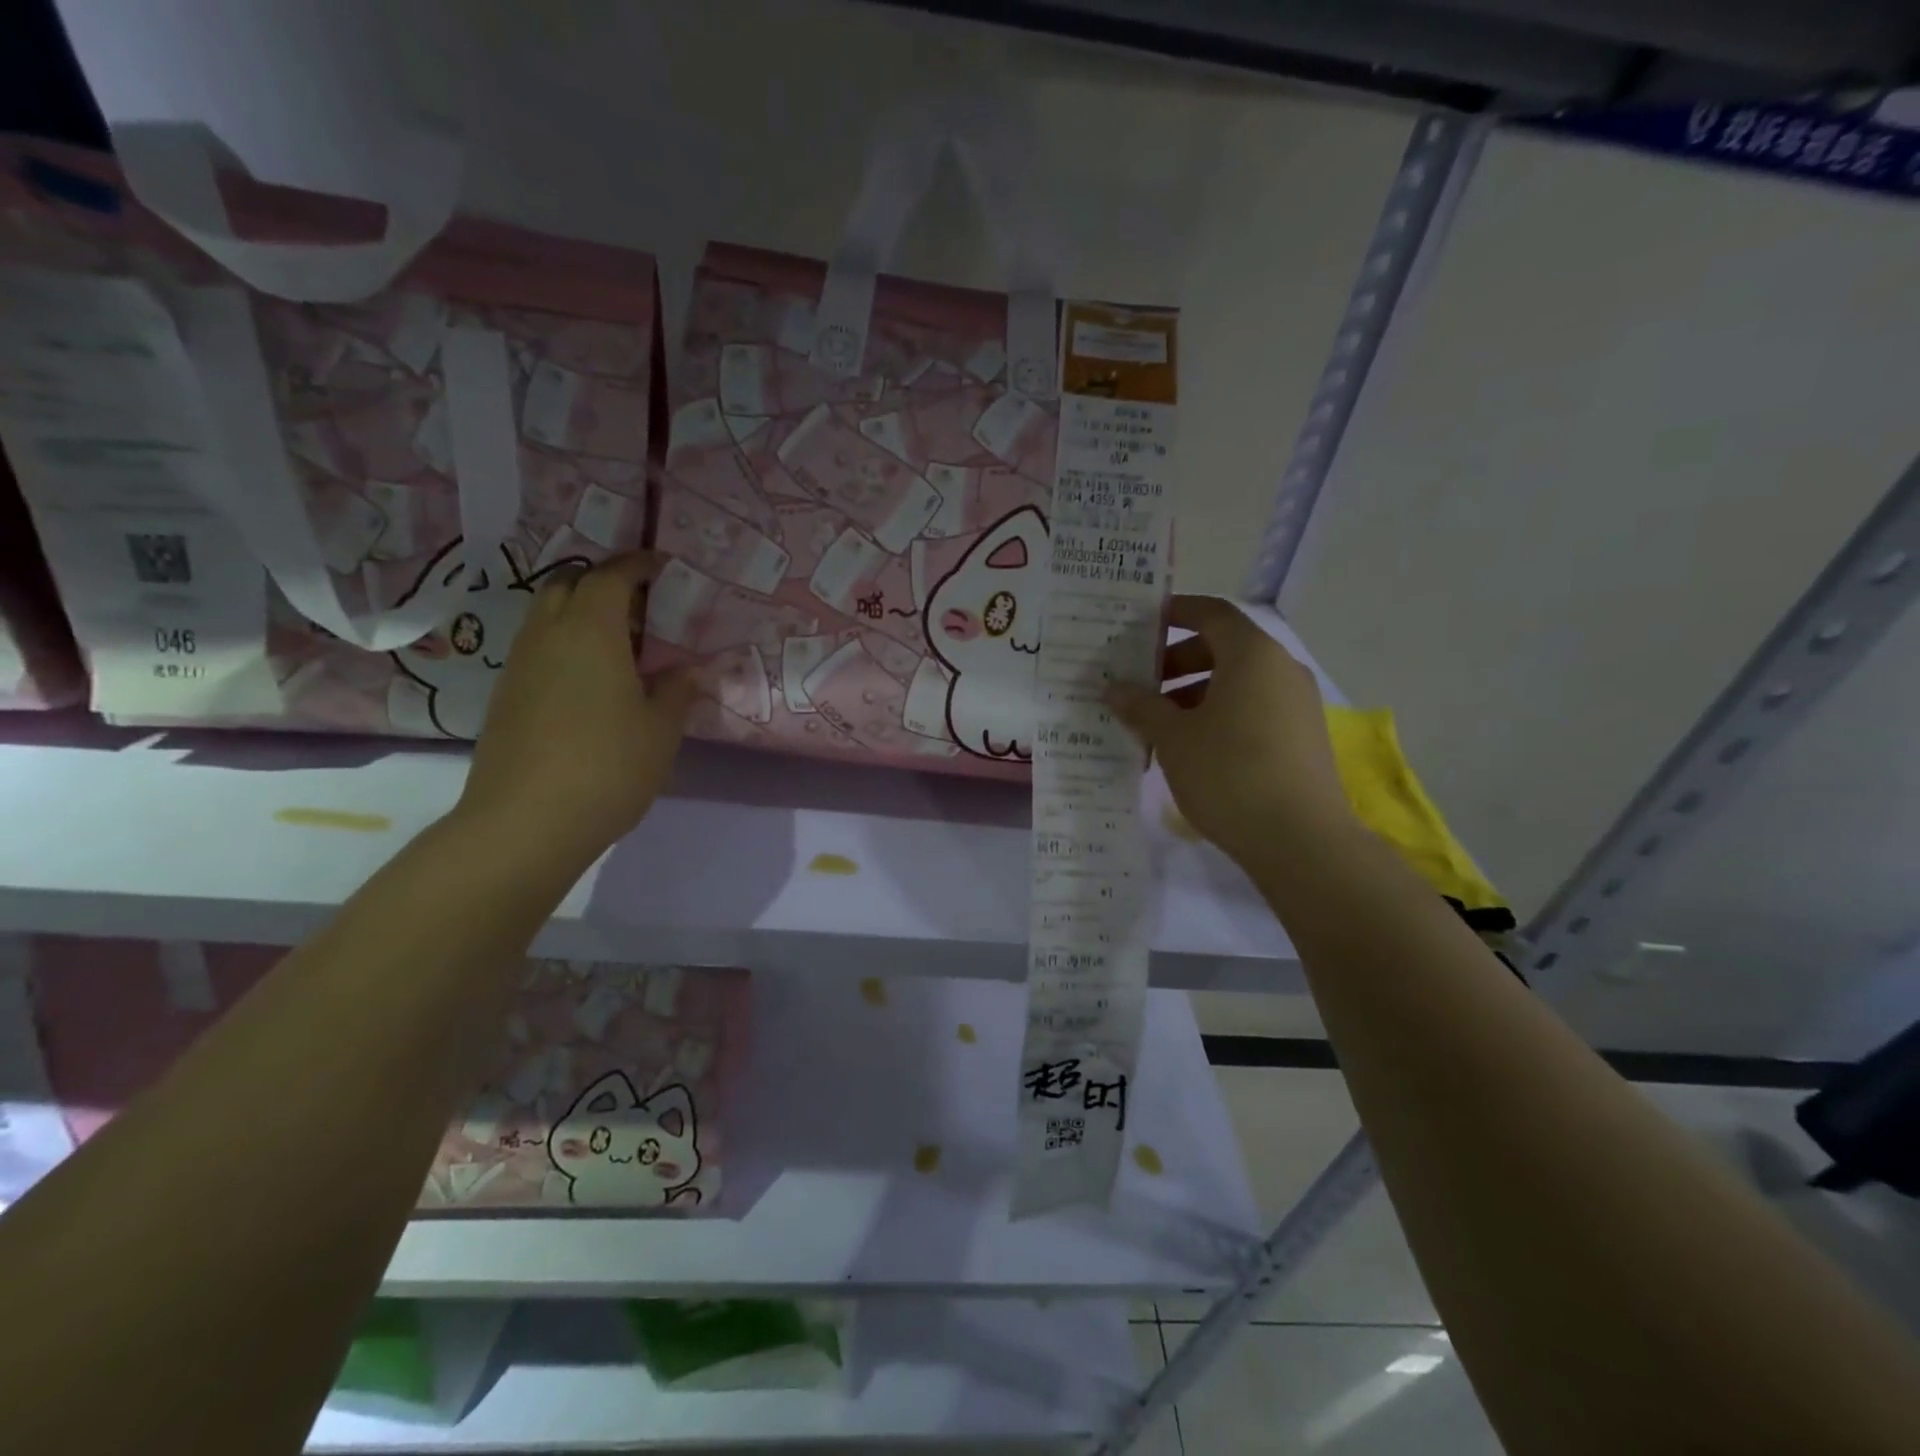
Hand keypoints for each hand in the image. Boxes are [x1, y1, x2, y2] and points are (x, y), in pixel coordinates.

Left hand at [458, 551, 696, 867]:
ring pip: (547, 617)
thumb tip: (685, 670)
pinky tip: (592, 681)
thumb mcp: (661, 730)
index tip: (661, 565)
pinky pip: (539, 649)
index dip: (636, 564)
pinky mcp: (506, 696)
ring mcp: (520, 666)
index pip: (609, 576)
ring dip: (581, 614)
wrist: (526, 822)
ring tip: (621, 644)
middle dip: (602, 582)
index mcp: (590, 632)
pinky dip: (566, 645)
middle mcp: (547, 636)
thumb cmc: (608, 766)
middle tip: (640, 605)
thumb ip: (676, 691)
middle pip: (567, 585)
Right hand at [1108, 595, 1356, 866]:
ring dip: (1194, 693)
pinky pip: (1252, 708)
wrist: (1299, 839)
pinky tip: (1190, 748)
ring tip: (1157, 724)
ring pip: (1237, 682)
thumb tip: (1115, 688)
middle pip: (1223, 648)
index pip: (1211, 613)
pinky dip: (1218, 714)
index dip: (1175, 611)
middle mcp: (1280, 669)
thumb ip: (1142, 706)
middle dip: (1177, 661)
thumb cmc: (1229, 773)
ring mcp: (1296, 704)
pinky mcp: (1301, 736)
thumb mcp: (1174, 738)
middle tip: (1140, 684)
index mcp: (1252, 654)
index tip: (1141, 623)